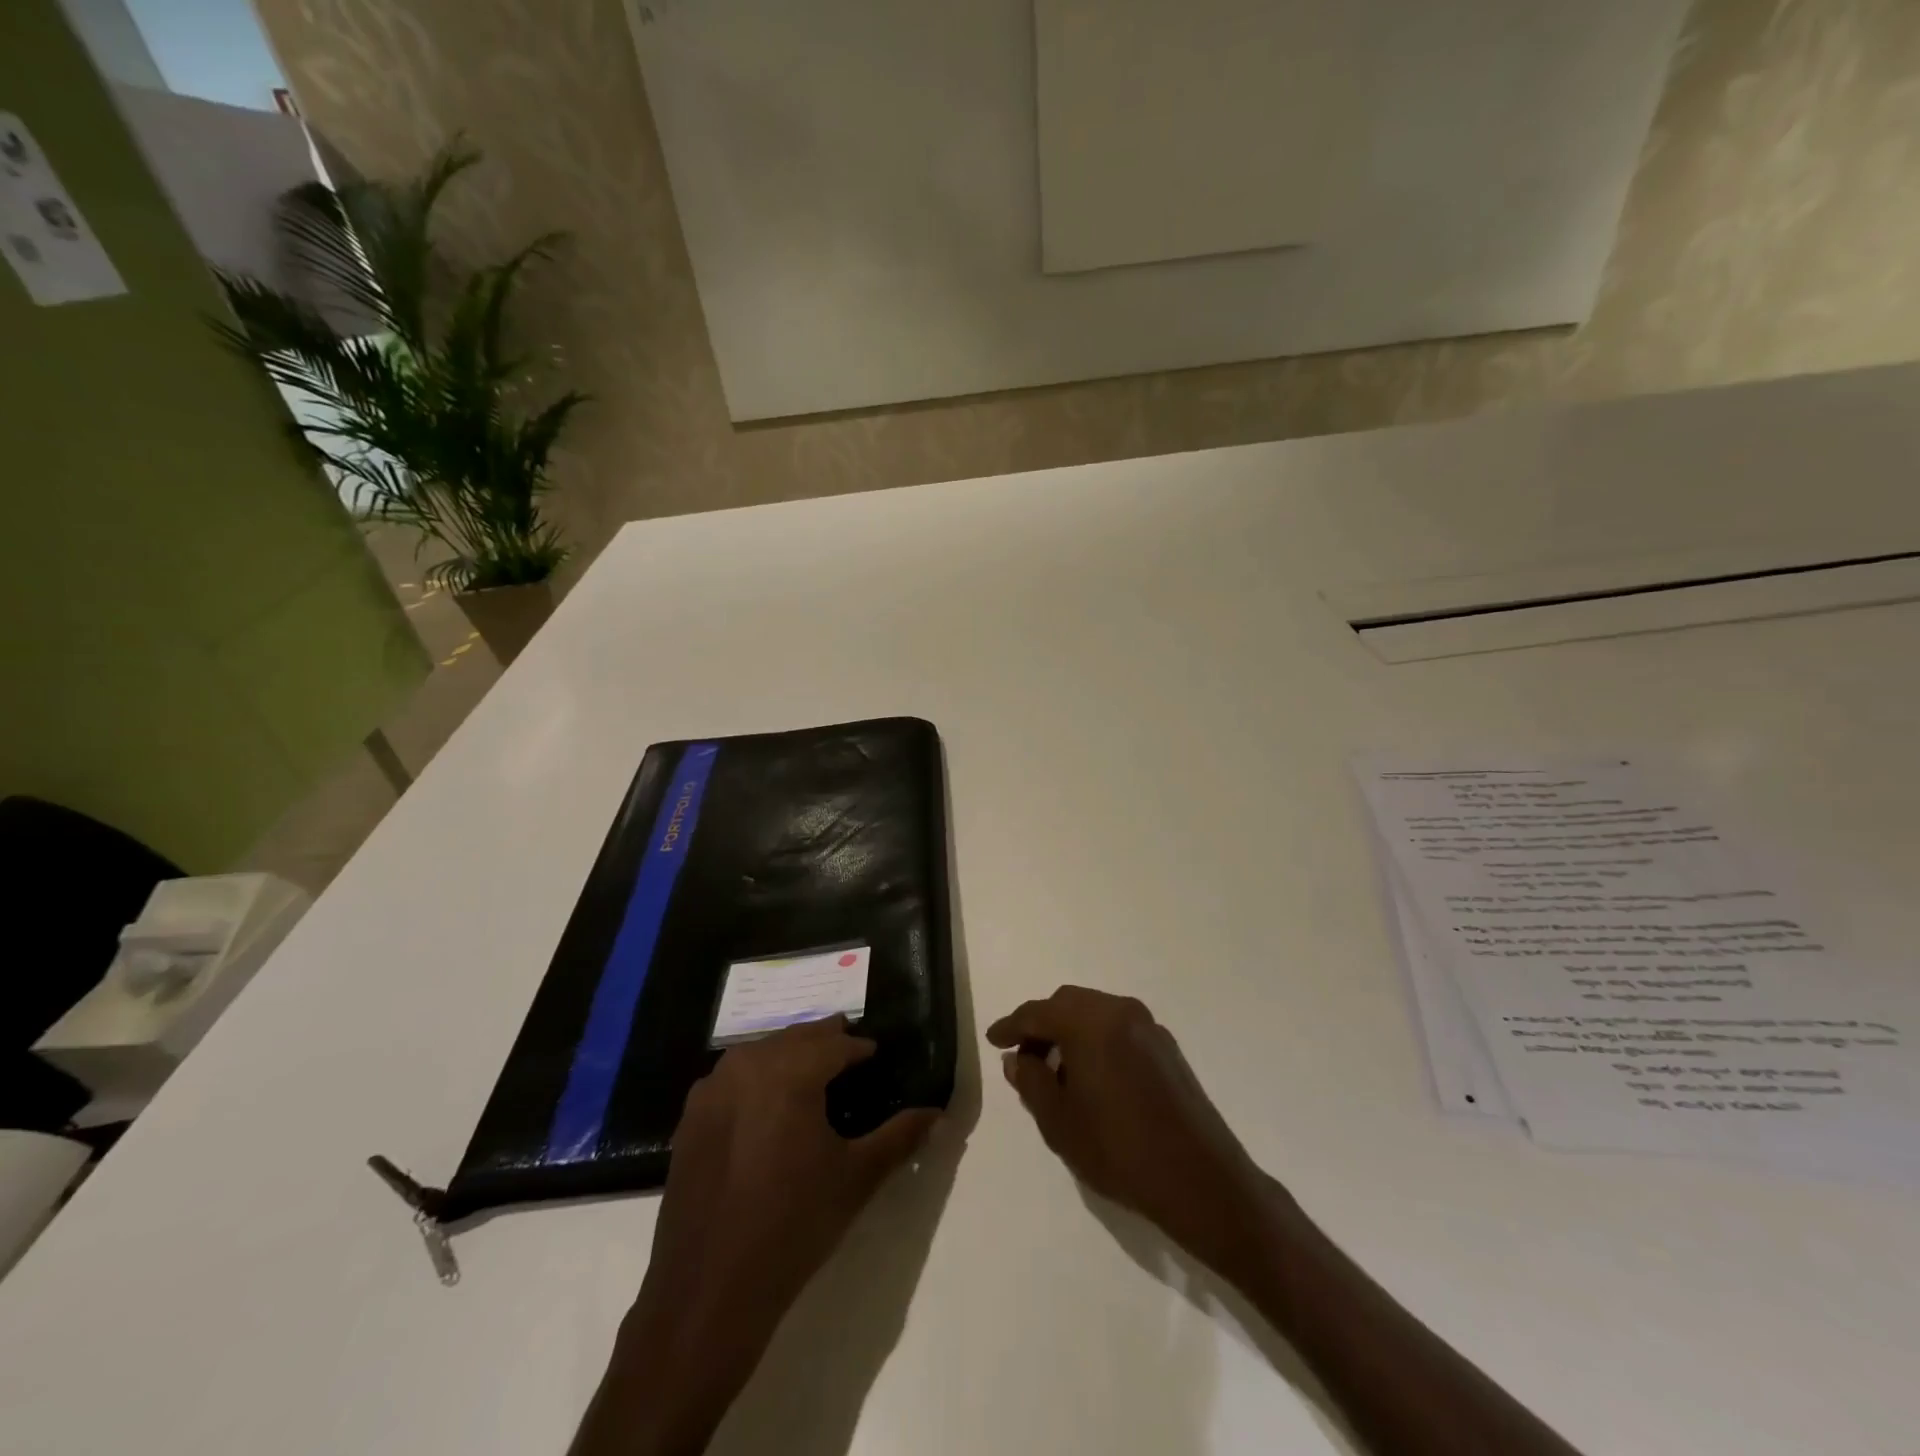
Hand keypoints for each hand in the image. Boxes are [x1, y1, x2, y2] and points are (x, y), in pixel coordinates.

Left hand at [641, 1017, 938, 1344]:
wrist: (709, 1290)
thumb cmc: (793, 1225)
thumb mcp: (856, 1178)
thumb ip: (900, 1137)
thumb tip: (937, 1113)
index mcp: (790, 1071)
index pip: (835, 1044)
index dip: (859, 1048)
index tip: (875, 1055)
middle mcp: (748, 1065)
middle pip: (795, 1039)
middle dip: (824, 1041)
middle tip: (848, 1048)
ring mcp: (712, 1089)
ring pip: (761, 1052)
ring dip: (789, 1054)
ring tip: (811, 1070)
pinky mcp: (690, 1117)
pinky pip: (732, 1078)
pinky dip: (756, 1077)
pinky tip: (766, 1103)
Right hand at [987, 986, 1273, 1274]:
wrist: (1201, 1180)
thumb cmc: (1120, 1150)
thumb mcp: (1059, 1122)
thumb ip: (1031, 1082)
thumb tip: (1018, 1058)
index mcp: (1089, 1022)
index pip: (1038, 1012)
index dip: (1011, 1026)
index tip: (993, 1040)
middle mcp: (1119, 1011)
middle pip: (1068, 1004)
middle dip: (1041, 1025)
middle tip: (1023, 1057)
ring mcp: (1148, 1027)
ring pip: (1095, 1013)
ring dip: (1070, 1031)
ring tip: (1056, 1070)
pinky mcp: (1167, 1047)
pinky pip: (1118, 1028)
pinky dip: (1096, 1040)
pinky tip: (1092, 1076)